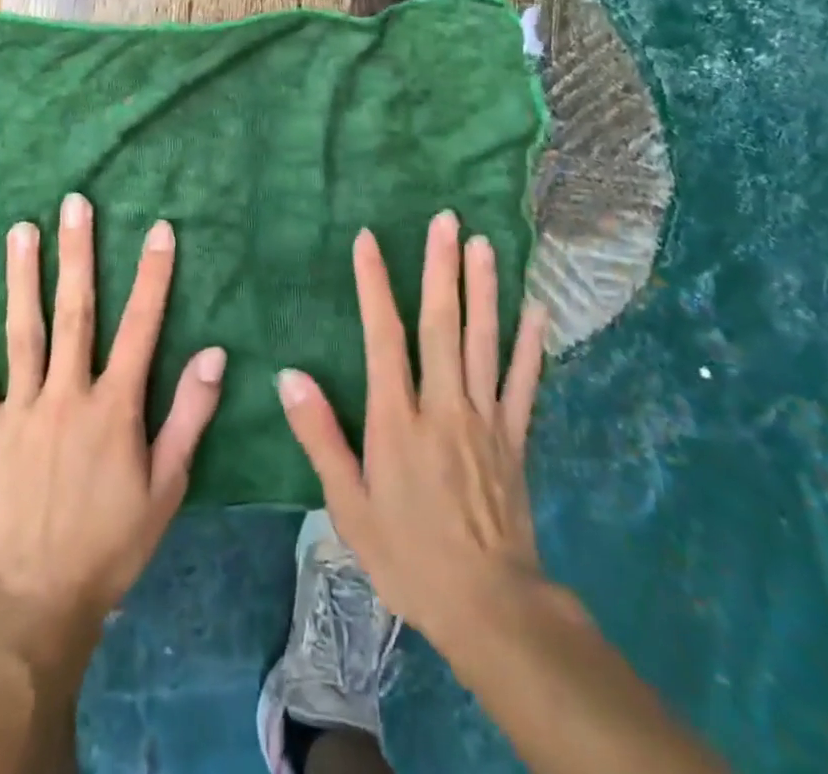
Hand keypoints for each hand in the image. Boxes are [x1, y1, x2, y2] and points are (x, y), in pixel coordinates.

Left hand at [0, 192, 226, 639]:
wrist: (38, 602)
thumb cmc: (112, 542)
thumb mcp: (166, 486)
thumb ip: (189, 416)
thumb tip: (213, 353)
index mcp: (114, 405)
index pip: (140, 326)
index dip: (152, 275)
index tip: (158, 229)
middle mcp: (66, 393)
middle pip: (74, 312)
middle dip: (77, 253)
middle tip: (75, 203)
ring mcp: (19, 409)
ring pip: (21, 330)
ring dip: (22, 277)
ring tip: (21, 229)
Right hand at [277, 211, 550, 657]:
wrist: (489, 607)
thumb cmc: (408, 555)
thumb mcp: (348, 506)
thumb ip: (320, 436)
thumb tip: (289, 377)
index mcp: (398, 418)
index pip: (383, 336)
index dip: (375, 284)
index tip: (369, 239)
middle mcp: (443, 404)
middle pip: (440, 324)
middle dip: (440, 268)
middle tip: (445, 220)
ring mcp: (485, 417)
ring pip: (483, 340)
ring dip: (483, 289)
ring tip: (483, 244)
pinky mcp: (515, 436)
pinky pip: (525, 382)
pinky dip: (532, 344)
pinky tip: (538, 309)